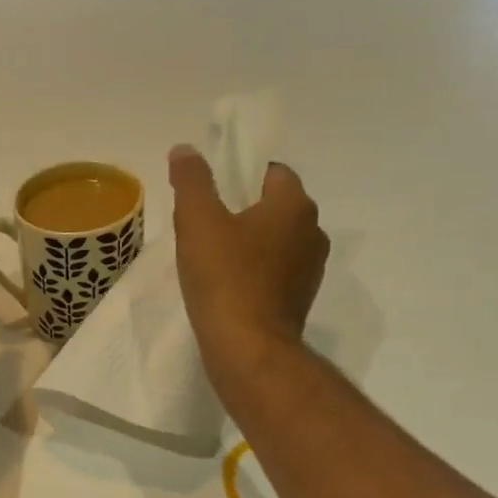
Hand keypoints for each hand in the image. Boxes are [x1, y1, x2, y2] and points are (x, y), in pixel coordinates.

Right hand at [170, 145, 328, 394]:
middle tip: (207, 225)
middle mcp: (312, 232)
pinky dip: (256, 272)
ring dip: (252, 244)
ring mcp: (311, 270)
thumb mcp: (197, 221)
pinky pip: (276, 273)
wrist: (247, 348)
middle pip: (276, 207)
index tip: (213, 194)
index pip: (273, 172)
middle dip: (246, 211)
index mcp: (294, 205)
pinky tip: (228, 286)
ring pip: (277, 242)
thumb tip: (185, 150)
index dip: (242, 176)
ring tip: (214, 258)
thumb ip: (192, 181)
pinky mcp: (300, 300)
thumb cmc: (224, 277)